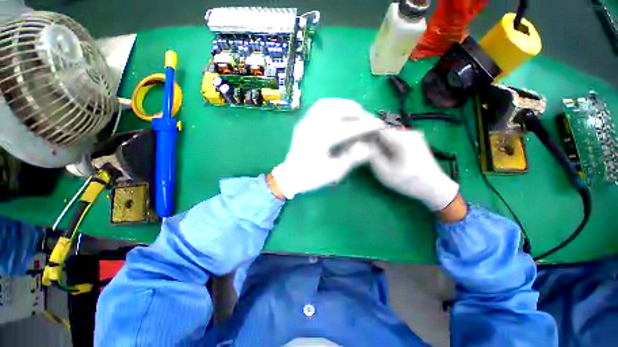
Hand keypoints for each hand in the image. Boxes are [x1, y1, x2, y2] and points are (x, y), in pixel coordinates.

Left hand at [272, 98, 383, 198]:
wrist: (290, 176)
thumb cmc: (311, 177)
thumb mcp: (334, 172)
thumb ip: (352, 158)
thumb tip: (369, 146)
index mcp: (320, 141)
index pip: (348, 128)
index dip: (366, 126)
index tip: (379, 124)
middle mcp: (311, 127)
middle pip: (337, 110)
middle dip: (357, 112)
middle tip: (368, 118)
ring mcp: (305, 122)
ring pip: (327, 104)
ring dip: (344, 105)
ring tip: (356, 111)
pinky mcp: (303, 122)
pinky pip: (318, 107)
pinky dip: (332, 104)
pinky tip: (339, 110)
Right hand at [369, 129, 458, 210]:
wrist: (434, 187)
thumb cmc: (408, 182)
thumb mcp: (385, 172)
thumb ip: (372, 156)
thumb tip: (363, 145)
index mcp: (402, 139)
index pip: (377, 128)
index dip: (365, 134)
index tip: (357, 142)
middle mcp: (408, 133)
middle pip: (383, 131)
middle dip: (372, 139)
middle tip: (365, 150)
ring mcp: (413, 135)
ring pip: (389, 134)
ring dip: (380, 142)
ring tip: (375, 154)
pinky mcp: (414, 140)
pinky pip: (396, 138)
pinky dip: (387, 144)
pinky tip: (386, 154)